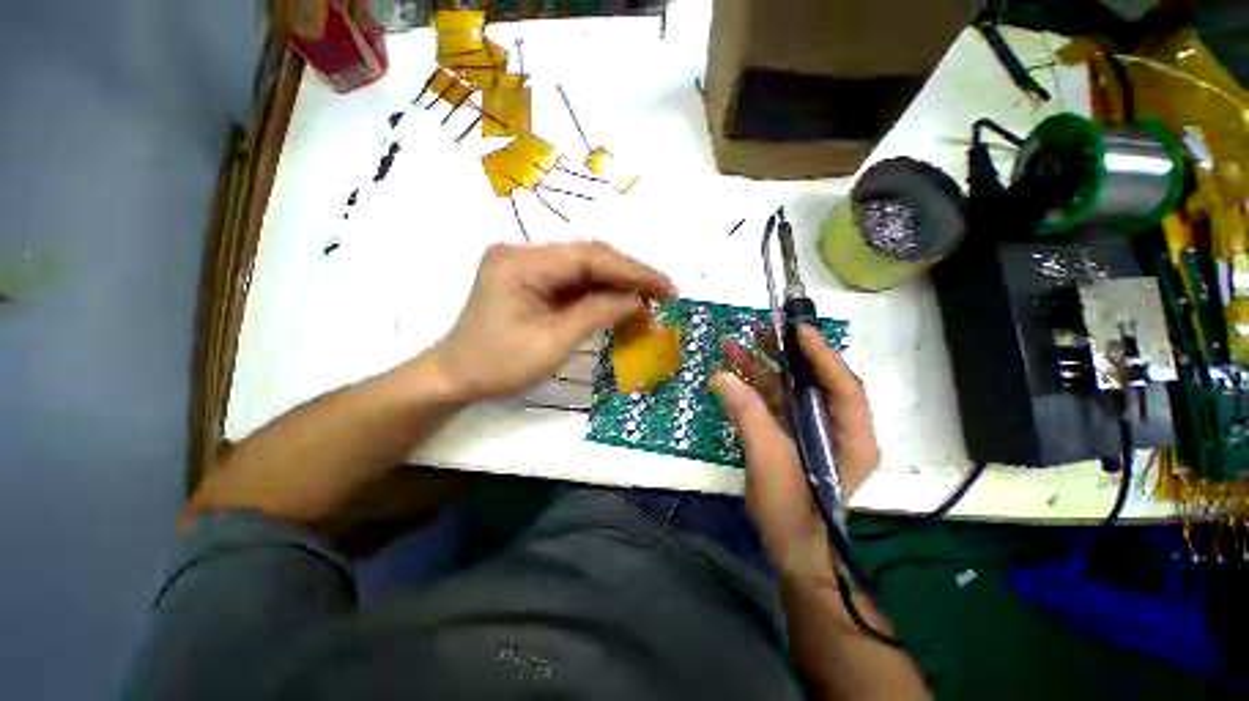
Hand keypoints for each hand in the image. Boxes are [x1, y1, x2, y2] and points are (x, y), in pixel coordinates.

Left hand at [434, 242, 675, 401]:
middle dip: (629, 274)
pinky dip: (600, 292)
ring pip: (584, 268)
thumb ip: (596, 314)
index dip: (632, 271)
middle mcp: (524, 254)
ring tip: (650, 298)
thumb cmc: (498, 365)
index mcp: (522, 263)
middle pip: (588, 257)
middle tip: (664, 292)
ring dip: (618, 283)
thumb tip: (637, 299)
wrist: (456, 376)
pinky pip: (574, 282)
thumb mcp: (552, 343)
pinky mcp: (532, 280)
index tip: (666, 286)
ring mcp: (528, 265)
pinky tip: (622, 301)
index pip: (589, 258)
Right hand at [712, 325, 879, 579]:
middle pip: (812, 381)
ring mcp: (810, 431)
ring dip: (759, 369)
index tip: (798, 329)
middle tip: (759, 330)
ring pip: (788, 390)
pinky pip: (772, 405)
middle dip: (784, 355)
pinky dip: (751, 390)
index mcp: (851, 436)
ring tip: (730, 347)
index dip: (821, 354)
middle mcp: (836, 428)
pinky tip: (729, 377)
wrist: (790, 550)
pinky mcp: (789, 437)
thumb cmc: (791, 511)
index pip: (843, 385)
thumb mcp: (770, 461)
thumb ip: (747, 415)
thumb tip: (720, 376)